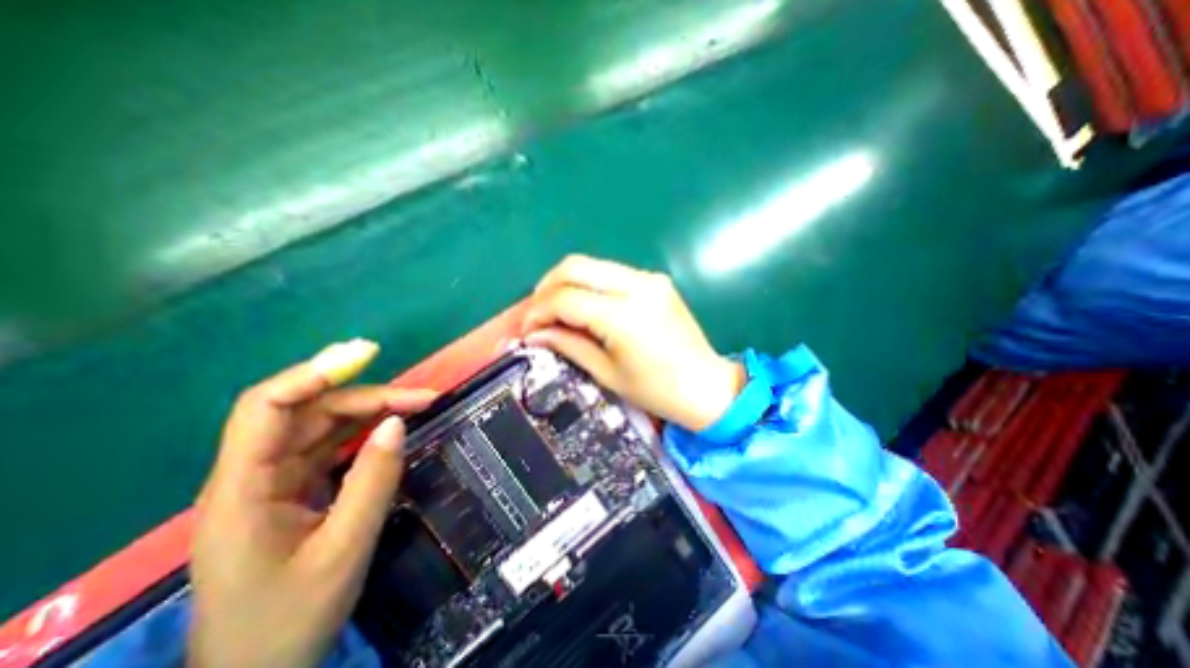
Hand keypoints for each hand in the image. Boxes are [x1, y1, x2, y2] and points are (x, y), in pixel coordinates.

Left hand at [191, 343, 434, 665]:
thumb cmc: (288, 621)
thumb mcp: (343, 550)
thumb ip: (373, 481)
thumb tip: (397, 422)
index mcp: (243, 489)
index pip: (267, 407)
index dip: (315, 373)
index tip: (367, 356)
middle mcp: (254, 475)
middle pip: (309, 411)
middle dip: (367, 396)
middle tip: (423, 397)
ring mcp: (275, 482)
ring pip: (324, 425)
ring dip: (372, 410)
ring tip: (418, 406)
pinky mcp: (296, 490)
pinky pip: (332, 446)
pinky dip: (366, 431)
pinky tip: (393, 427)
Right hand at [521, 252, 739, 430]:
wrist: (705, 385)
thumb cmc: (656, 390)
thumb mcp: (606, 373)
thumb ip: (567, 345)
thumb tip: (533, 333)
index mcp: (623, 315)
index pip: (565, 297)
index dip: (538, 311)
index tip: (527, 329)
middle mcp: (637, 285)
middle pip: (574, 266)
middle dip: (546, 287)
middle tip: (537, 313)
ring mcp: (649, 278)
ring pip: (590, 264)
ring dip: (565, 283)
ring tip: (555, 310)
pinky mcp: (655, 280)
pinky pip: (609, 272)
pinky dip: (588, 284)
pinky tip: (583, 306)